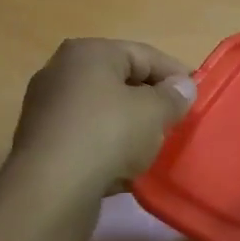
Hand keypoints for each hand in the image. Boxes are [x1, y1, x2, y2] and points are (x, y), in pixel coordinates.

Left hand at [9, 38, 195, 200]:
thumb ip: (173, 96)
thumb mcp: (153, 112)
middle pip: (119, 81)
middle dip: (150, 101)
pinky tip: (123, 169)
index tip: (197, 97)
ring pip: (102, 111)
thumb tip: (183, 86)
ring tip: (152, 148)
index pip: (144, 54)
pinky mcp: (42, 142)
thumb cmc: (108, 134)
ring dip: (129, 127)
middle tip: (175, 123)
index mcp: (88, 52)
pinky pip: (86, 137)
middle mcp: (61, 71)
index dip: (174, 74)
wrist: (51, 188)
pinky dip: (106, 147)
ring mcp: (47, 107)